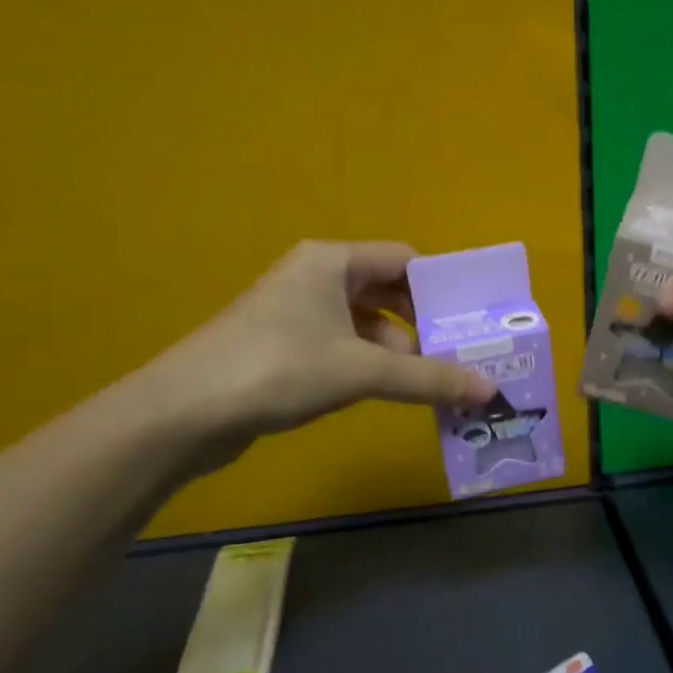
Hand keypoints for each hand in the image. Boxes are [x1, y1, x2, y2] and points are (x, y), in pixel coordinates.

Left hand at [136, 241, 495, 459]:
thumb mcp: (363, 371)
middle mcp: (315, 277)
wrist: (184, 413)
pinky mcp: (283, 347)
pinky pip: (343, 346)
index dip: (441, 288)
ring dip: (399, 351)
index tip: (472, 321)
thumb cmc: (279, 369)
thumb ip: (428, 379)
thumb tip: (489, 390)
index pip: (404, 260)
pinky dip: (370, 365)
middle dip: (423, 325)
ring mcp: (296, 312)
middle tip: (461, 356)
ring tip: (434, 383)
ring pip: (366, 323)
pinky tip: (390, 393)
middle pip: (387, 292)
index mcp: (332, 262)